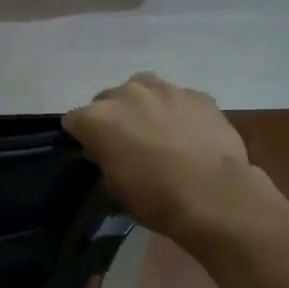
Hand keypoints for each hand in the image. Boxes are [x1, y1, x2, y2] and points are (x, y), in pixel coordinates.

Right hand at [63, 73, 263, 238]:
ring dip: (142, 106)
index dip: (82, 136)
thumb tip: (106, 149)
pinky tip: (187, 133)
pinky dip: (175, 111)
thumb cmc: (155, 199)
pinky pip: (176, 98)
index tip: (93, 152)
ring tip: (155, 130)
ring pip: (142, 89)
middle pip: (107, 99)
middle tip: (126, 143)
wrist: (214, 195)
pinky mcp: (197, 95)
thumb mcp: (115, 187)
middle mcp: (127, 94)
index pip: (74, 120)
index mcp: (98, 119)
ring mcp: (165, 89)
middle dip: (112, 118)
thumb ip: (104, 159)